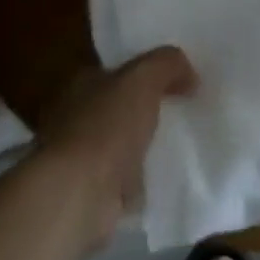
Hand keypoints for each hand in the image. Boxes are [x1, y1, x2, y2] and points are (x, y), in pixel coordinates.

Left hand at [45, 46, 197, 251]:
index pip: (113, 71)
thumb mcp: (144, 77)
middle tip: (179, 112)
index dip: (142, 73)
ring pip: (117, 144)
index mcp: (79, 85)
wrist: (79, 195)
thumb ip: (167, 64)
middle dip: (141, 111)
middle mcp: (70, 120)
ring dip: (139, 147)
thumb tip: (189, 74)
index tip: (173, 80)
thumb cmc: (106, 126)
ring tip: (175, 145)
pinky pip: (121, 179)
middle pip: (115, 108)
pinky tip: (161, 177)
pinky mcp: (87, 194)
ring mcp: (77, 160)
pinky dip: (138, 179)